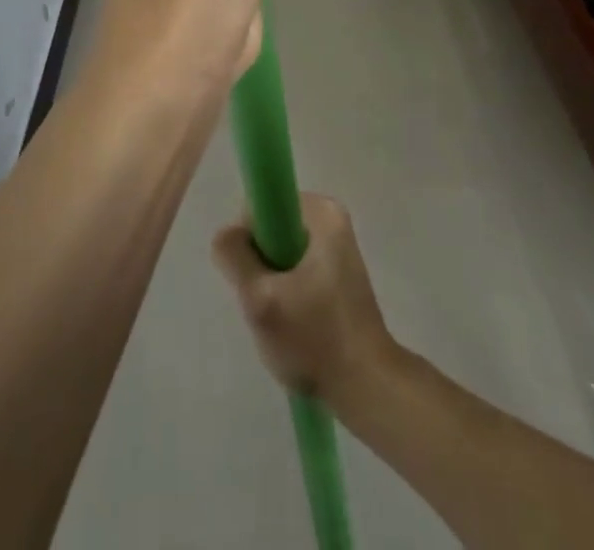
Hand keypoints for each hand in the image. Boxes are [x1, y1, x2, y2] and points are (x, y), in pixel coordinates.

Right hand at [213, 194, 396, 400]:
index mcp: (322, 212)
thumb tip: (226, 235)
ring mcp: (337, 247)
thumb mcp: (261, 299)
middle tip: (267, 302)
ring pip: (280, 252)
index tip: (252, 277)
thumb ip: (234, 257)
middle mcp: (332, 219)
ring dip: (271, 282)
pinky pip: (296, 269)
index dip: (247, 240)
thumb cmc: (315, 339)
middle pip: (271, 229)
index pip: (262, 206)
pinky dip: (287, 292)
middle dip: (260, 265)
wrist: (367, 388)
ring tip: (281, 317)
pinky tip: (293, 324)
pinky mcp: (338, 274)